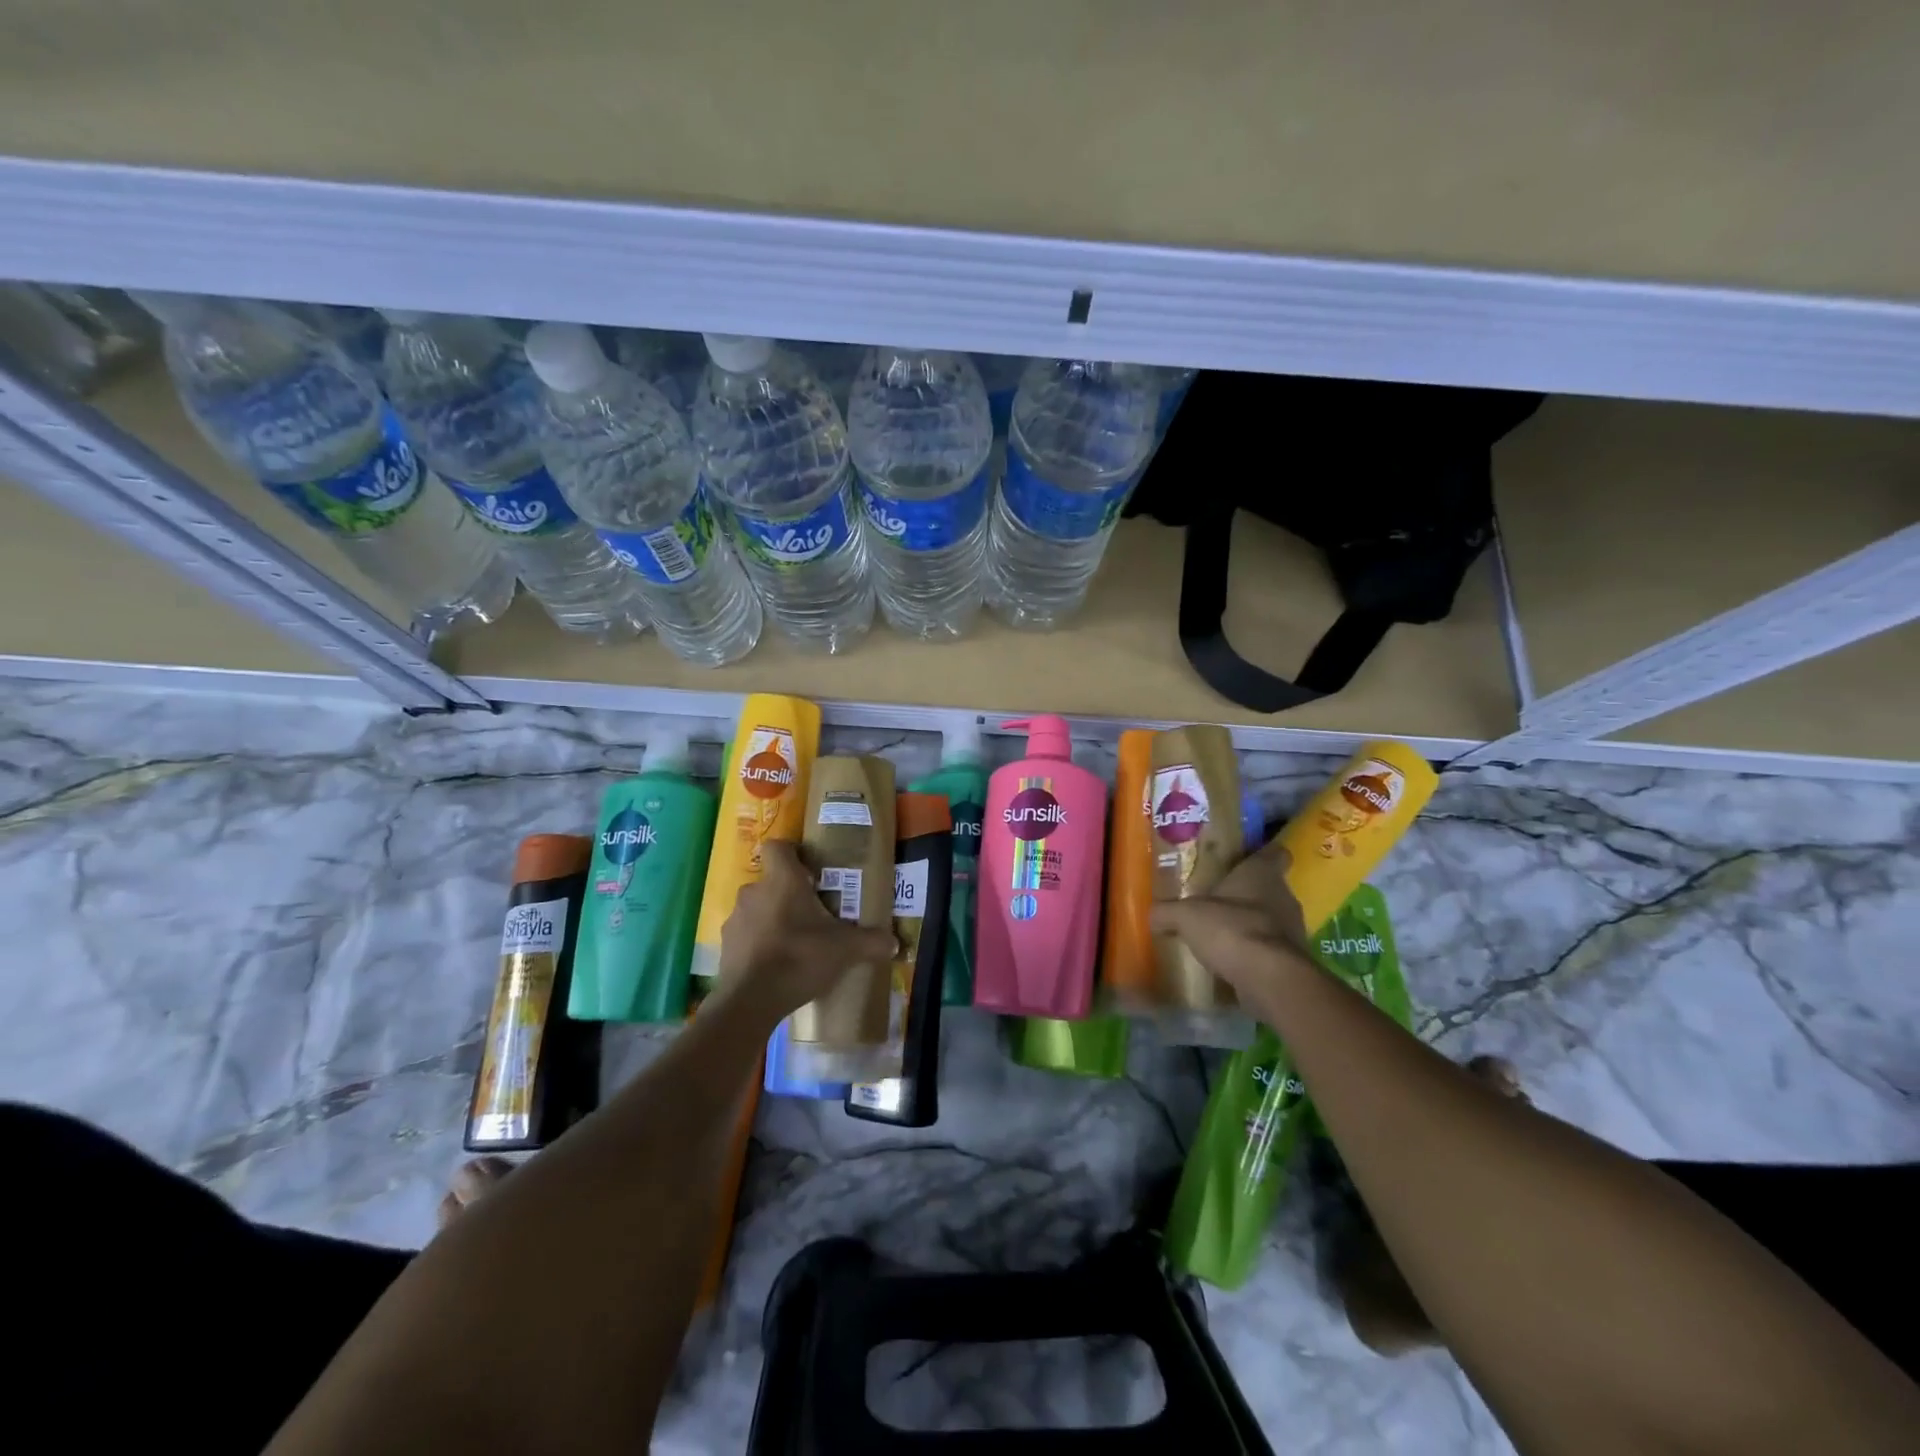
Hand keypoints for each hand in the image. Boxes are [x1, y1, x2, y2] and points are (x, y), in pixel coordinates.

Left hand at [712, 841, 894, 1023]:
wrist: (750, 1001)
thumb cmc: (799, 958)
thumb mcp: (845, 950)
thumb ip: (871, 942)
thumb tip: (894, 943)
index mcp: (782, 880)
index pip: (777, 846)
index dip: (792, 853)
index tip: (810, 872)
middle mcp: (754, 892)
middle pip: (771, 881)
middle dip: (789, 893)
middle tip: (812, 913)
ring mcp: (736, 919)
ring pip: (757, 908)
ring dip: (773, 918)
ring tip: (795, 942)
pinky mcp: (725, 945)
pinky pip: (746, 934)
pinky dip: (759, 943)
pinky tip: (776, 964)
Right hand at [1150, 838, 1313, 1000]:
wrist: (1270, 979)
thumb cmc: (1231, 929)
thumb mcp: (1186, 917)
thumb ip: (1167, 912)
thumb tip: (1152, 915)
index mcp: (1262, 873)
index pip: (1274, 853)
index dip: (1262, 854)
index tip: (1245, 859)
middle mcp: (1284, 896)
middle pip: (1270, 888)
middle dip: (1247, 894)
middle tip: (1219, 900)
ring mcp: (1294, 930)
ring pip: (1272, 920)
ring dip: (1251, 925)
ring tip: (1222, 934)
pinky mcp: (1294, 961)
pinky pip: (1272, 950)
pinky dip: (1255, 954)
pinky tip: (1232, 962)